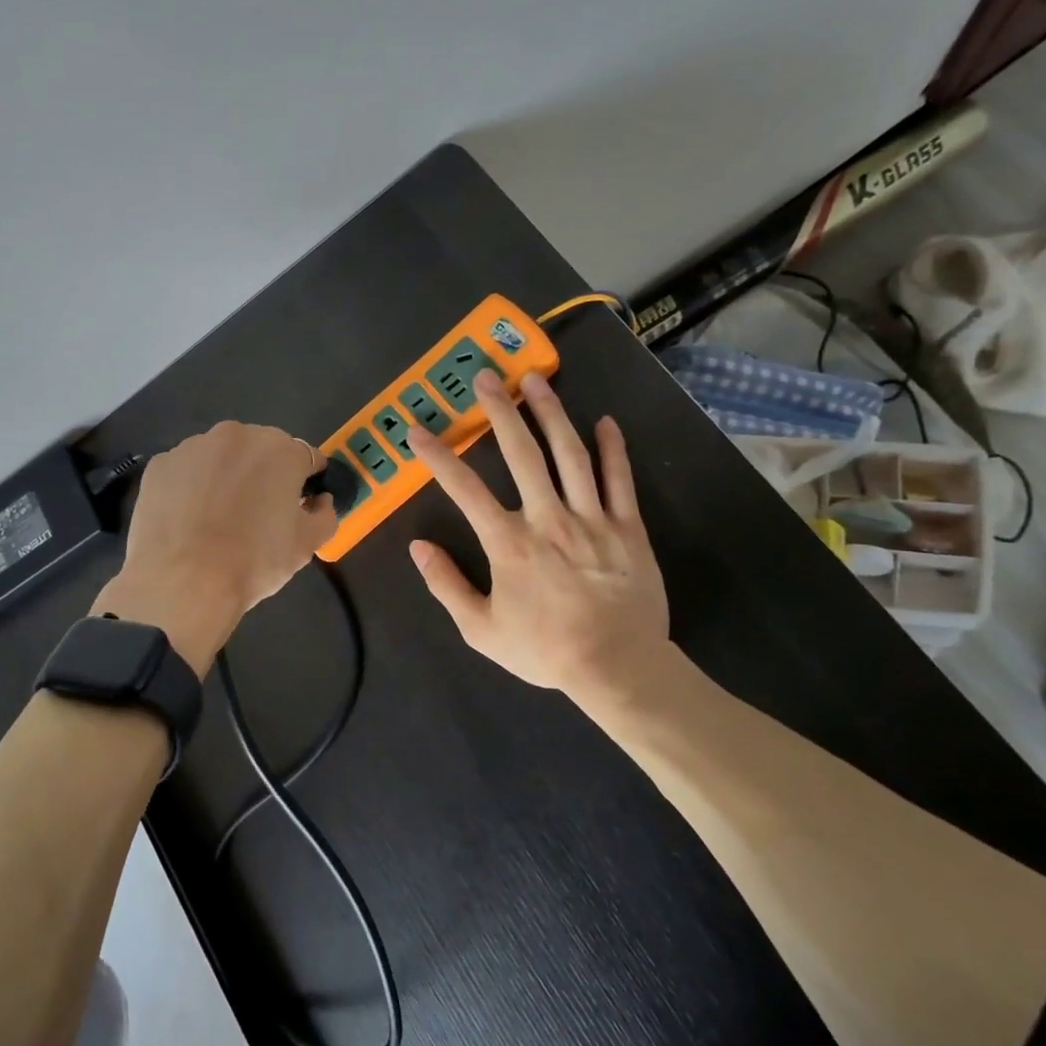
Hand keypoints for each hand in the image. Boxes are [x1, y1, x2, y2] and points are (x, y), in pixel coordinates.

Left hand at [94, 422, 336, 675]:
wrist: (183, 582)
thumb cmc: (254, 561)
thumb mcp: (307, 545)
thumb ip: (325, 514)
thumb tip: (320, 501)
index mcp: (281, 449)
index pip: (306, 457)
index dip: (306, 481)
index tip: (300, 504)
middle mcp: (237, 435)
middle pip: (260, 451)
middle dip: (263, 475)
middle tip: (258, 514)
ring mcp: (193, 446)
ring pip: (220, 458)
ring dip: (225, 477)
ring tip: (218, 519)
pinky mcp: (160, 464)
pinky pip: (186, 472)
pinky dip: (190, 488)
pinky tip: (188, 520)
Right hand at [408, 370, 668, 715]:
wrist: (618, 668)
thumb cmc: (546, 649)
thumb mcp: (482, 630)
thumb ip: (447, 585)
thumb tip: (417, 547)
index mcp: (509, 543)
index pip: (464, 489)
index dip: (437, 457)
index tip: (417, 431)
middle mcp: (548, 519)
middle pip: (522, 454)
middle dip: (501, 412)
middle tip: (486, 377)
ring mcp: (593, 519)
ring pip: (571, 454)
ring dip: (551, 413)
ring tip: (536, 379)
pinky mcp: (628, 527)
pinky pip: (620, 480)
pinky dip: (613, 449)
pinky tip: (604, 422)